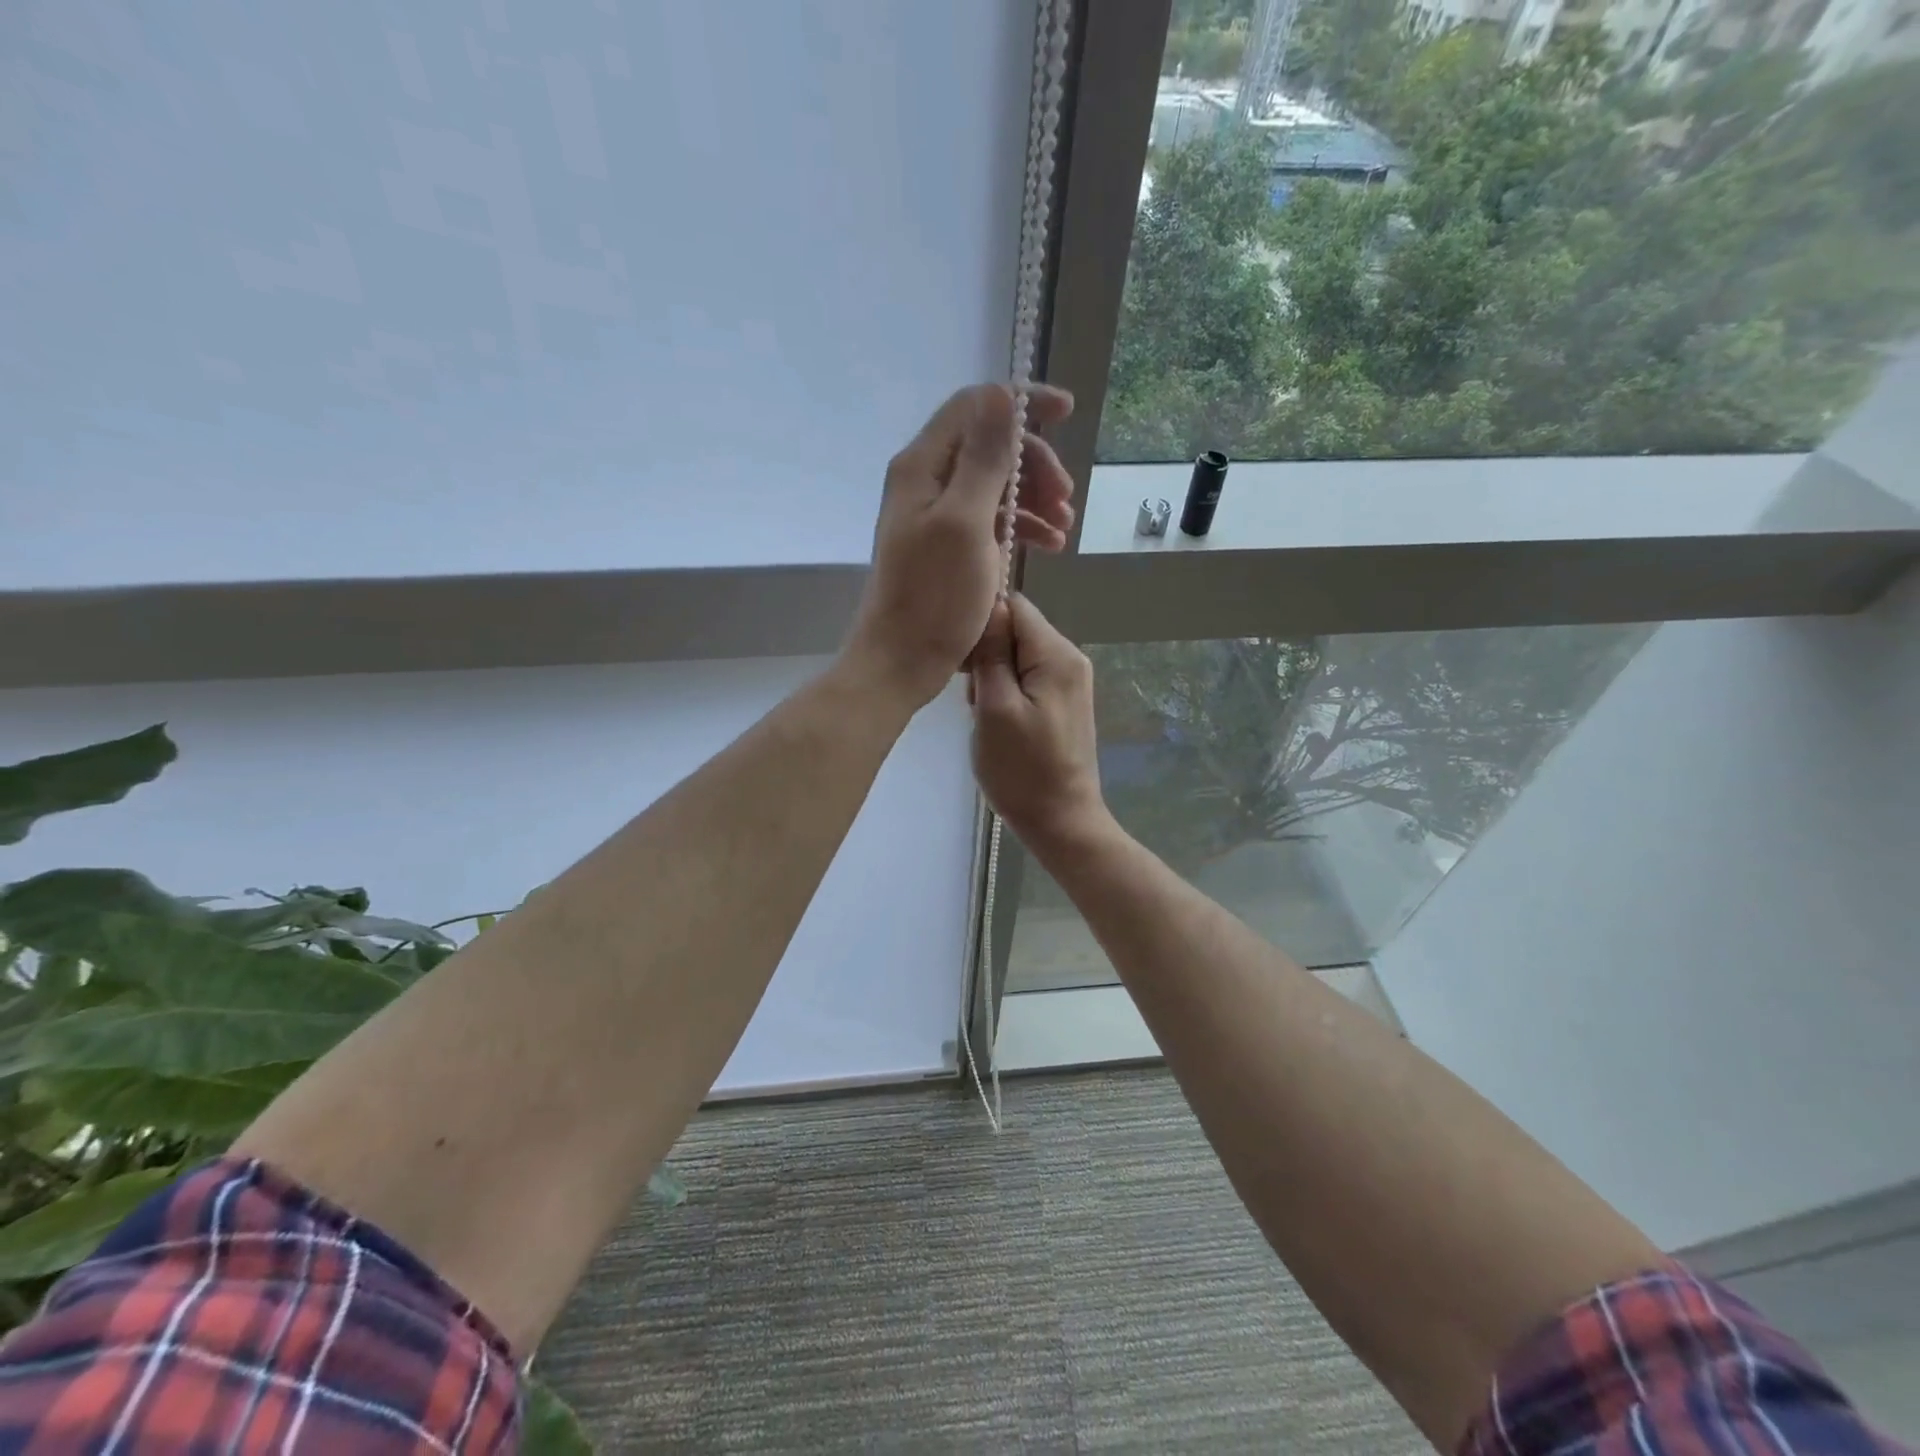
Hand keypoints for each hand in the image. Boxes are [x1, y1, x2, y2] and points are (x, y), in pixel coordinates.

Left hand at [843, 383, 1074, 708]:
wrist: (901, 661)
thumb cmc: (934, 597)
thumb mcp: (965, 522)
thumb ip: (984, 458)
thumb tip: (1001, 394)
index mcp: (923, 466)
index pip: (975, 407)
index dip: (1022, 403)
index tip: (1068, 413)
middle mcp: (926, 481)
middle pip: (989, 447)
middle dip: (1035, 465)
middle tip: (1067, 498)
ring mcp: (936, 516)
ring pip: (995, 485)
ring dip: (1034, 499)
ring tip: (1065, 529)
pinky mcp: (947, 547)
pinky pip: (990, 520)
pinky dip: (1021, 527)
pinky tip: (1049, 546)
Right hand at [968, 592, 1110, 855]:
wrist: (1060, 821)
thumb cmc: (1022, 769)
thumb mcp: (995, 708)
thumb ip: (991, 653)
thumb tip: (987, 607)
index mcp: (1057, 654)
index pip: (1013, 606)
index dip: (981, 625)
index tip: (963, 662)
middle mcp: (1070, 658)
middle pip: (1016, 630)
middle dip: (987, 656)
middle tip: (974, 698)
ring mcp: (1069, 682)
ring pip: (1017, 657)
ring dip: (993, 678)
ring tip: (984, 715)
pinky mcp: (1062, 703)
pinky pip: (1026, 679)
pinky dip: (1006, 693)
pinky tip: (998, 722)